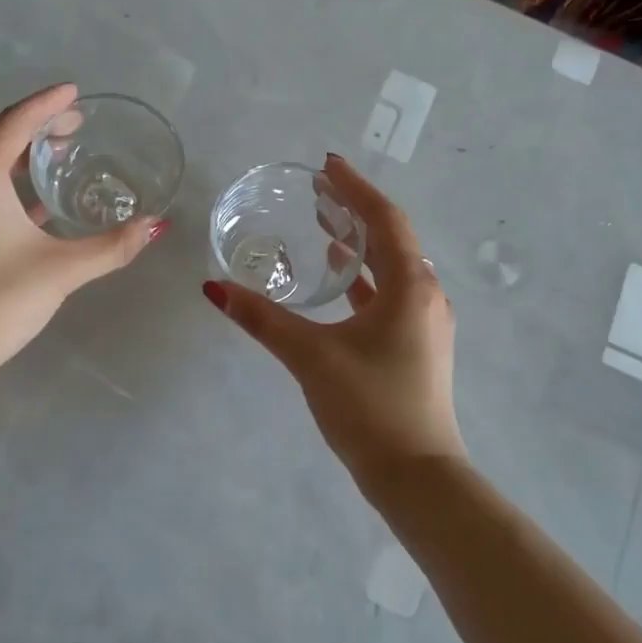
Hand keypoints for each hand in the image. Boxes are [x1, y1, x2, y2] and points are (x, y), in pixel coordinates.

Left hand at [0, 84, 164, 382]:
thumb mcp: (62, 269)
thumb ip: (112, 245)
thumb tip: (157, 226)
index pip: (16, 123)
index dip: (48, 104)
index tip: (75, 92)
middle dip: (36, 129)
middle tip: (75, 127)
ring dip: (19, 158)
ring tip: (57, 158)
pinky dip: (3, 186)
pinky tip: (33, 204)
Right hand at [203, 154, 465, 492]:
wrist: (416, 475)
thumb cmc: (369, 406)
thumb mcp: (311, 357)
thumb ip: (263, 319)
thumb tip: (214, 289)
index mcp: (410, 286)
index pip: (384, 219)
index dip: (355, 189)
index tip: (327, 167)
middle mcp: (426, 296)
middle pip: (392, 238)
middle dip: (356, 212)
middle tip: (320, 193)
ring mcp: (426, 324)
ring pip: (393, 268)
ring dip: (362, 246)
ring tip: (326, 229)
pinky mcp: (419, 347)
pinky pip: (391, 297)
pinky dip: (366, 281)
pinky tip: (343, 283)